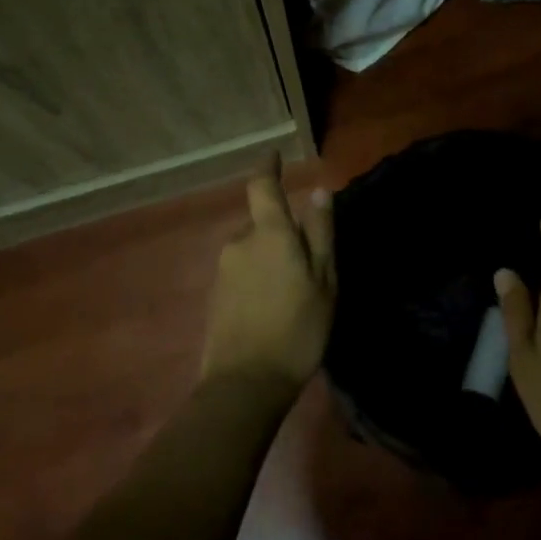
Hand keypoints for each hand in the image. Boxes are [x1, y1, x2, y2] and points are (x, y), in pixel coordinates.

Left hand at [201, 160, 335, 393]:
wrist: (245, 384)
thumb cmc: (297, 329)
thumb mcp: (324, 281)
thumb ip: (320, 234)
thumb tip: (319, 192)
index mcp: (269, 234)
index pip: (262, 186)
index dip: (267, 167)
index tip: (274, 155)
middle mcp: (240, 242)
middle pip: (263, 222)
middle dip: (282, 232)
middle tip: (310, 265)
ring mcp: (224, 269)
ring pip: (254, 249)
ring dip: (272, 258)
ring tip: (295, 293)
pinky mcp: (216, 293)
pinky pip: (243, 271)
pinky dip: (259, 278)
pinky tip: (274, 307)